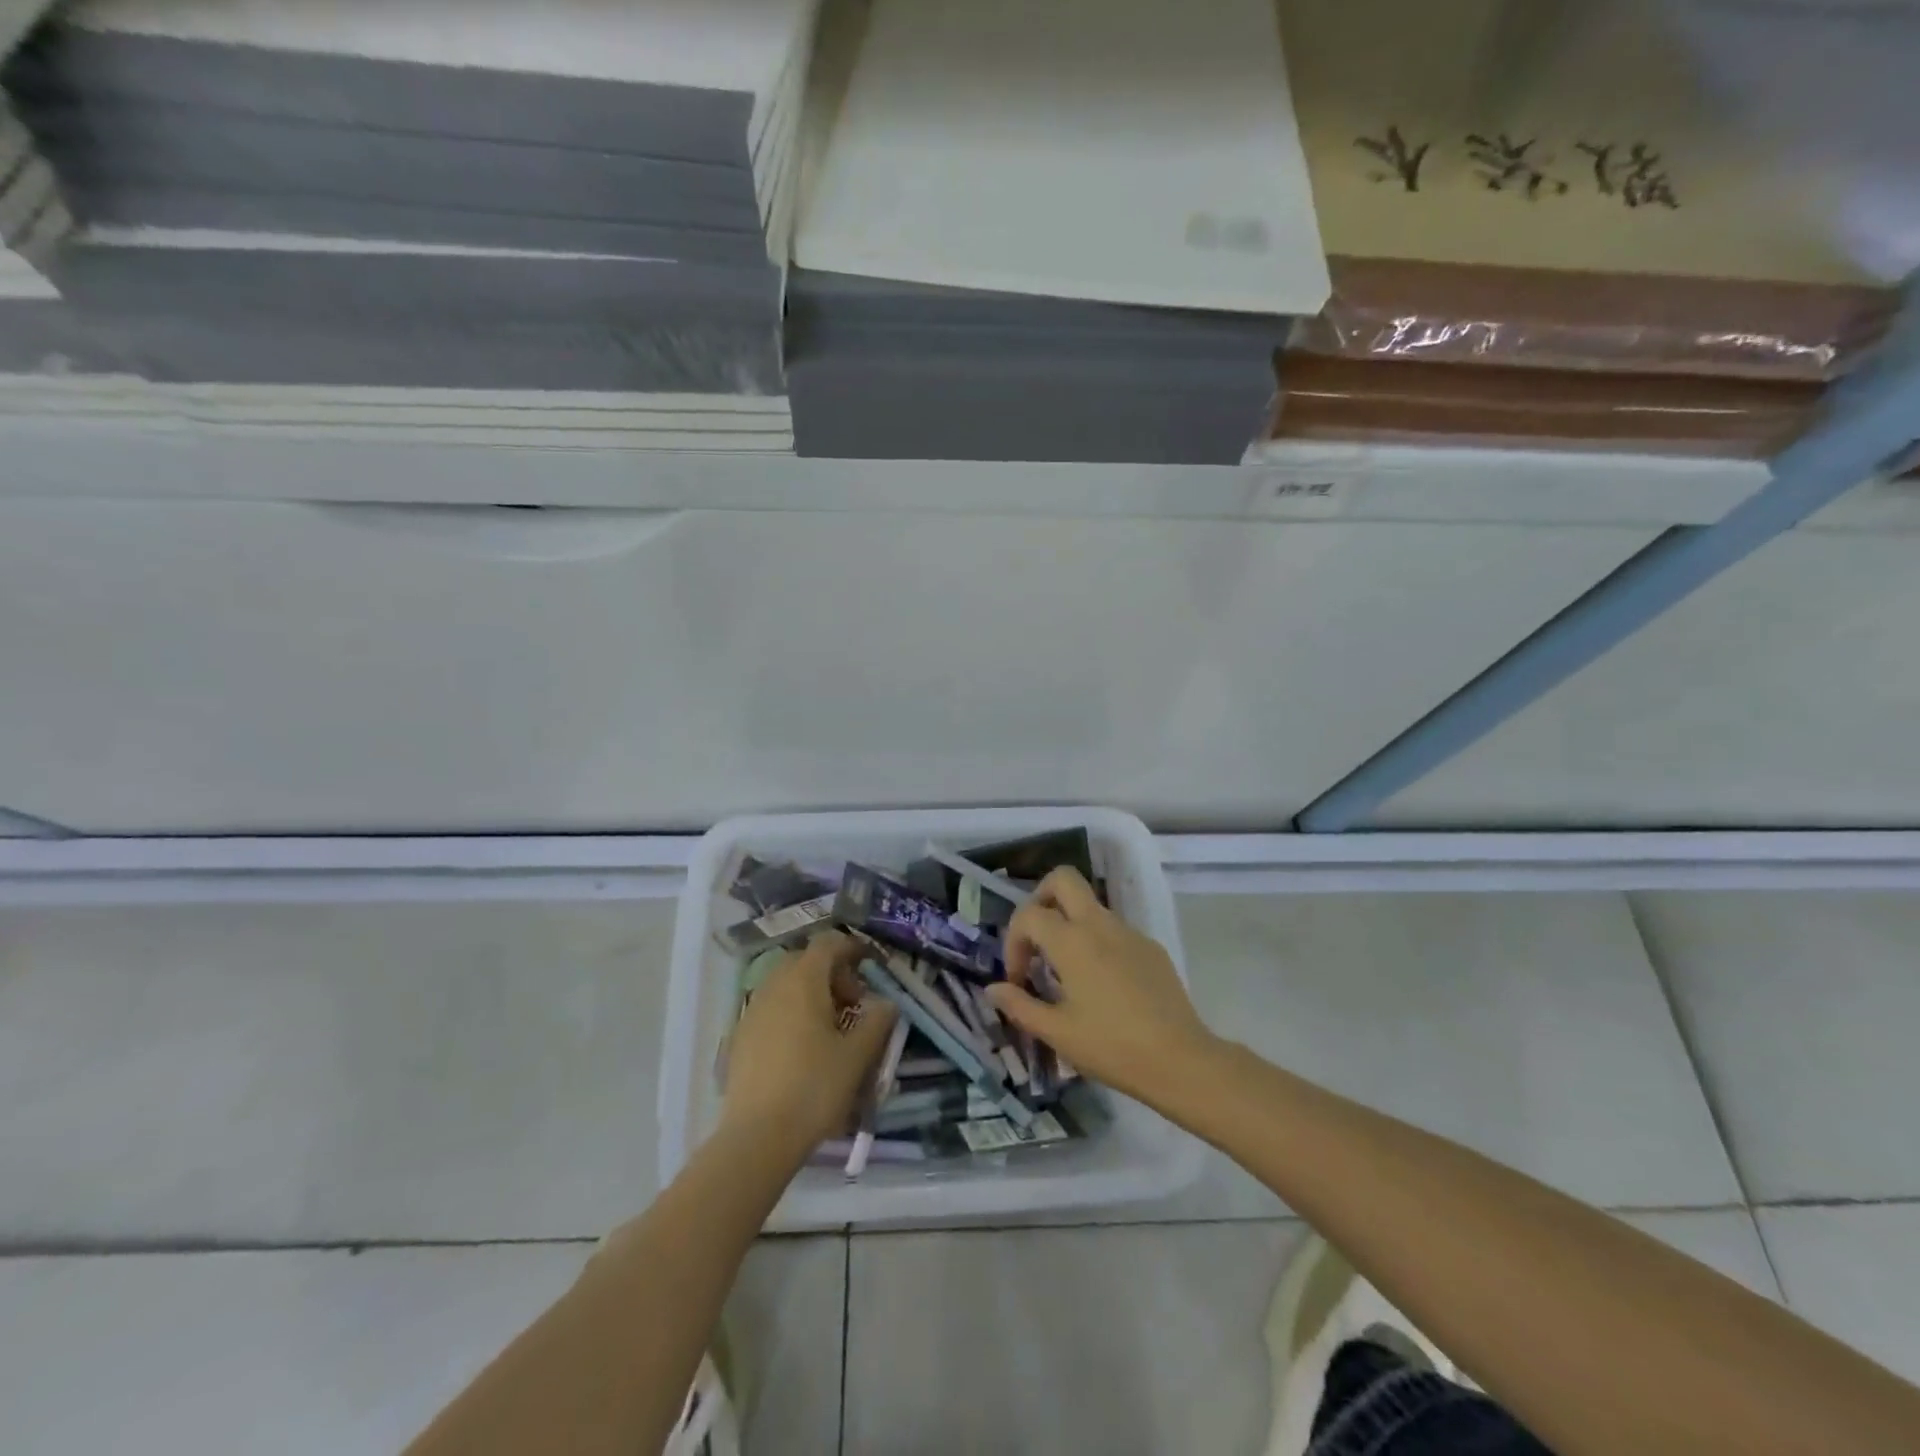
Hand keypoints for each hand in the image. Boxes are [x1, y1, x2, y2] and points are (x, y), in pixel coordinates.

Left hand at [721, 931, 897, 1152]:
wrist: (757, 1137)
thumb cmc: (814, 1087)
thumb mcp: (857, 1055)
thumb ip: (877, 1021)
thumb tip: (887, 1003)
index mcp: (803, 980)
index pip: (828, 944)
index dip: (852, 948)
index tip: (871, 967)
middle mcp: (774, 985)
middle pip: (806, 962)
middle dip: (833, 974)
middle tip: (854, 1004)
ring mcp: (752, 1010)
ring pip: (786, 985)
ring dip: (812, 994)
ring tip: (831, 1028)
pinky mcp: (740, 1037)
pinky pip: (772, 1008)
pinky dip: (792, 1013)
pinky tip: (804, 1049)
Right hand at [987, 868, 1218, 1106]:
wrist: (1181, 1060)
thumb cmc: (1111, 1046)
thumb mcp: (1057, 1032)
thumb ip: (1020, 1006)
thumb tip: (994, 989)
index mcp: (1072, 941)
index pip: (1028, 914)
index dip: (1013, 942)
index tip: (1018, 979)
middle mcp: (1100, 924)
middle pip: (1063, 879)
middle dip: (1041, 898)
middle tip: (1036, 938)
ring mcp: (1130, 932)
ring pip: (1090, 905)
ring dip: (1069, 924)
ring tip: (1066, 972)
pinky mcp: (1151, 947)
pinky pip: (1114, 930)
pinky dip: (1097, 943)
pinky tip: (1103, 986)